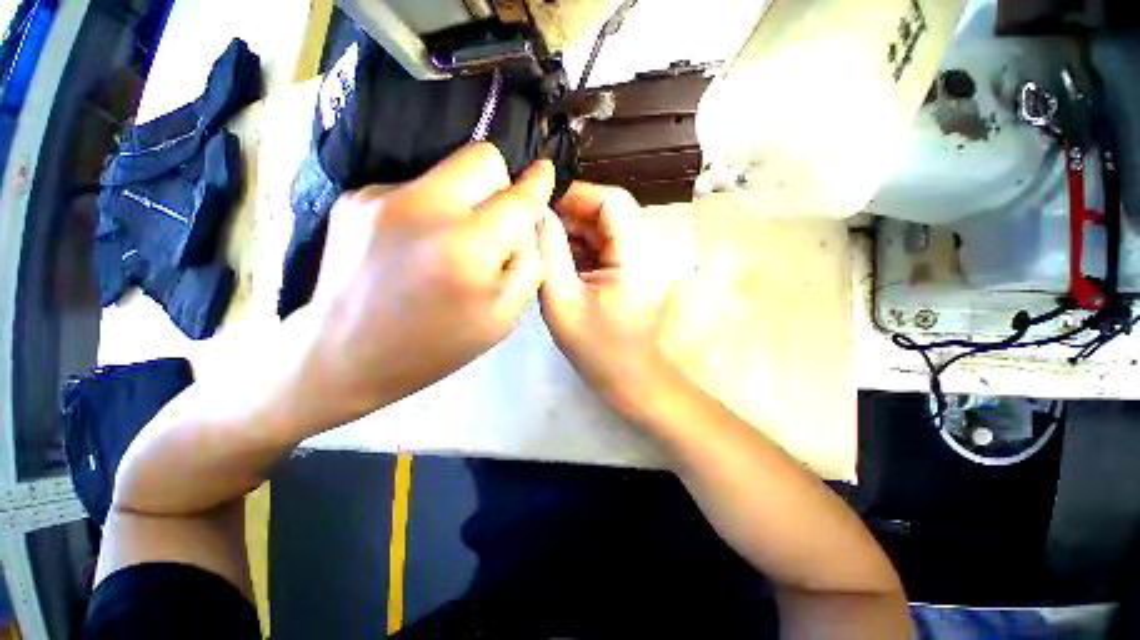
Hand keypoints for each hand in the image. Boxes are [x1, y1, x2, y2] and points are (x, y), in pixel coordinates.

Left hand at [301, 143, 553, 424]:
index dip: (537, 184)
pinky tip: (415, 246)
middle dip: (500, 183)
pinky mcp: (355, 197)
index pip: (518, 197)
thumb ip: (530, 263)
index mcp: (468, 248)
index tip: (545, 172)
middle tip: (494, 221)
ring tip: (449, 242)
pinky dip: (428, 210)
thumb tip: (530, 221)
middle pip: (482, 157)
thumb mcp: (504, 316)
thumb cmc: (437, 346)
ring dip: (464, 199)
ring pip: (448, 168)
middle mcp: (424, 208)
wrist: (345, 355)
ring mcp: (381, 196)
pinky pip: (415, 186)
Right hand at [538, 182, 681, 417]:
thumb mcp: (561, 301)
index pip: (612, 201)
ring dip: (574, 231)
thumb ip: (547, 252)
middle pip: (609, 211)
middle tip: (535, 228)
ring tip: (543, 246)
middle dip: (570, 214)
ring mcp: (643, 260)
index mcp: (635, 258)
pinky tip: (561, 260)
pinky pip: (607, 244)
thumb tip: (536, 212)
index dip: (575, 194)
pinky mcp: (635, 270)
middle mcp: (647, 250)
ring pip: (606, 227)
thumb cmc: (597, 350)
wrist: (631, 380)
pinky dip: (582, 246)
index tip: (540, 205)